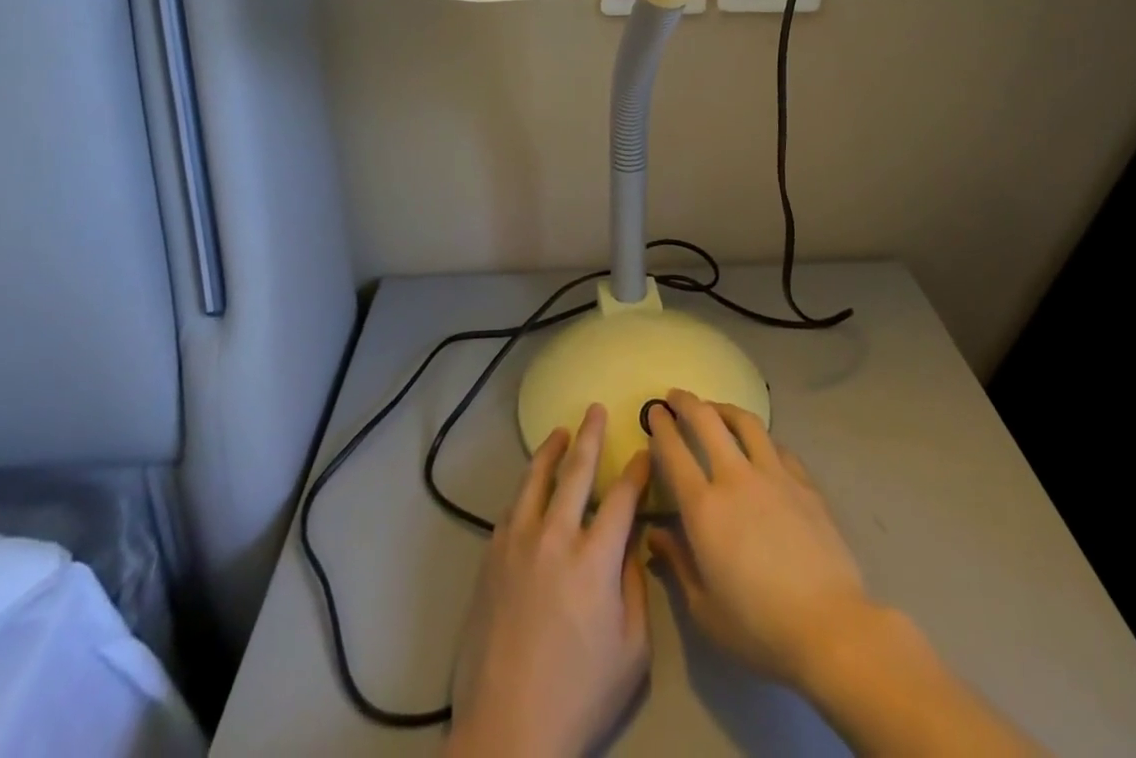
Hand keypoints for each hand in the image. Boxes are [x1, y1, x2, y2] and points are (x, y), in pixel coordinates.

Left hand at [448, 405, 650, 757]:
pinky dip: (525, 488)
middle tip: (596, 409)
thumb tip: (631, 541)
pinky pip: (512, 508)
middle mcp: (555, 536)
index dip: (636, 469)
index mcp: (595, 558)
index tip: (644, 449)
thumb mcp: (631, 651)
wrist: (508, 729)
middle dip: (591, 436)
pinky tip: (531, 484)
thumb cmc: (579, 695)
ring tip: (561, 432)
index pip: (622, 497)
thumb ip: (634, 586)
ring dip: (551, 451)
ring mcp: (518, 543)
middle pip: (576, 471)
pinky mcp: (492, 557)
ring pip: (536, 479)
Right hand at [644, 389, 870, 689]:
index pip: (674, 452)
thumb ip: (678, 564)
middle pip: (707, 421)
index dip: (661, 427)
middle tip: (676, 396)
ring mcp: (774, 475)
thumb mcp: (705, 609)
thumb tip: (656, 535)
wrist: (830, 627)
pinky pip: (778, 447)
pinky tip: (761, 444)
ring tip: (716, 408)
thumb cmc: (759, 627)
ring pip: (746, 422)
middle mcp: (736, 478)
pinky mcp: (804, 483)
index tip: (654, 412)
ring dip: (725, 409)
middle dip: (687, 402)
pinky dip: (762, 438)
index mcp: (705, 508)